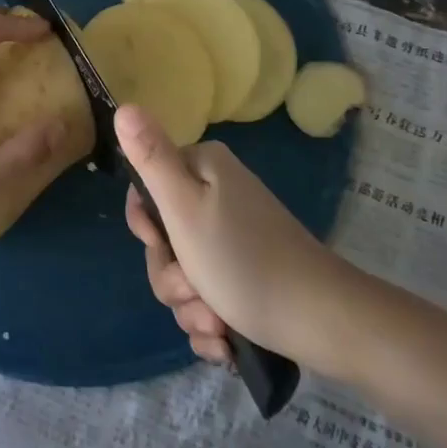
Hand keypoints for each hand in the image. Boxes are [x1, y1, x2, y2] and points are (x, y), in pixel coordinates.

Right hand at [119, 105, 347, 367]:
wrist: (322, 321)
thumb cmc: (244, 261)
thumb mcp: (184, 208)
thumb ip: (151, 158)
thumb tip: (124, 106)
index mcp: (203, 169)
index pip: (146, 188)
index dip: (146, 226)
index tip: (162, 244)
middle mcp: (218, 195)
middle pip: (164, 239)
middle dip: (172, 277)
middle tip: (194, 289)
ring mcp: (234, 238)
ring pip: (183, 275)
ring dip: (191, 307)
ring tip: (218, 323)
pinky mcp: (247, 276)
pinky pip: (207, 299)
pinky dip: (211, 323)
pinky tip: (227, 341)